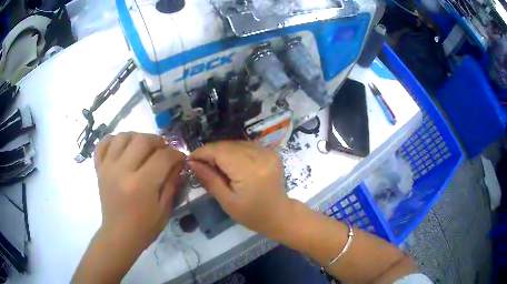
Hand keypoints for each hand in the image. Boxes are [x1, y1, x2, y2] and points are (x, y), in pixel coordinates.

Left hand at [94, 132, 185, 248]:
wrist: (119, 235)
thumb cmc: (145, 226)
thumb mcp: (164, 209)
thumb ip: (172, 183)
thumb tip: (179, 163)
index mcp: (141, 185)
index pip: (162, 157)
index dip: (176, 154)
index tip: (180, 158)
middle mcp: (122, 171)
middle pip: (142, 140)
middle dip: (158, 141)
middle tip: (163, 150)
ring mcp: (108, 168)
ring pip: (122, 137)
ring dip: (136, 137)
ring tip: (143, 147)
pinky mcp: (99, 169)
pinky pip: (103, 145)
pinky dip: (113, 141)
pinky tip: (122, 148)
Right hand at [189, 141, 291, 236]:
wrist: (280, 214)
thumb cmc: (252, 214)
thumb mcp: (227, 201)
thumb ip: (209, 179)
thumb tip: (192, 163)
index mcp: (249, 170)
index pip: (220, 151)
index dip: (202, 152)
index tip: (190, 160)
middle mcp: (260, 155)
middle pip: (227, 145)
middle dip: (211, 153)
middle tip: (201, 166)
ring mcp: (267, 151)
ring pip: (236, 143)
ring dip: (222, 151)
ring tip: (215, 166)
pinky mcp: (271, 152)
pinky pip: (246, 145)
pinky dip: (234, 151)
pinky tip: (230, 163)